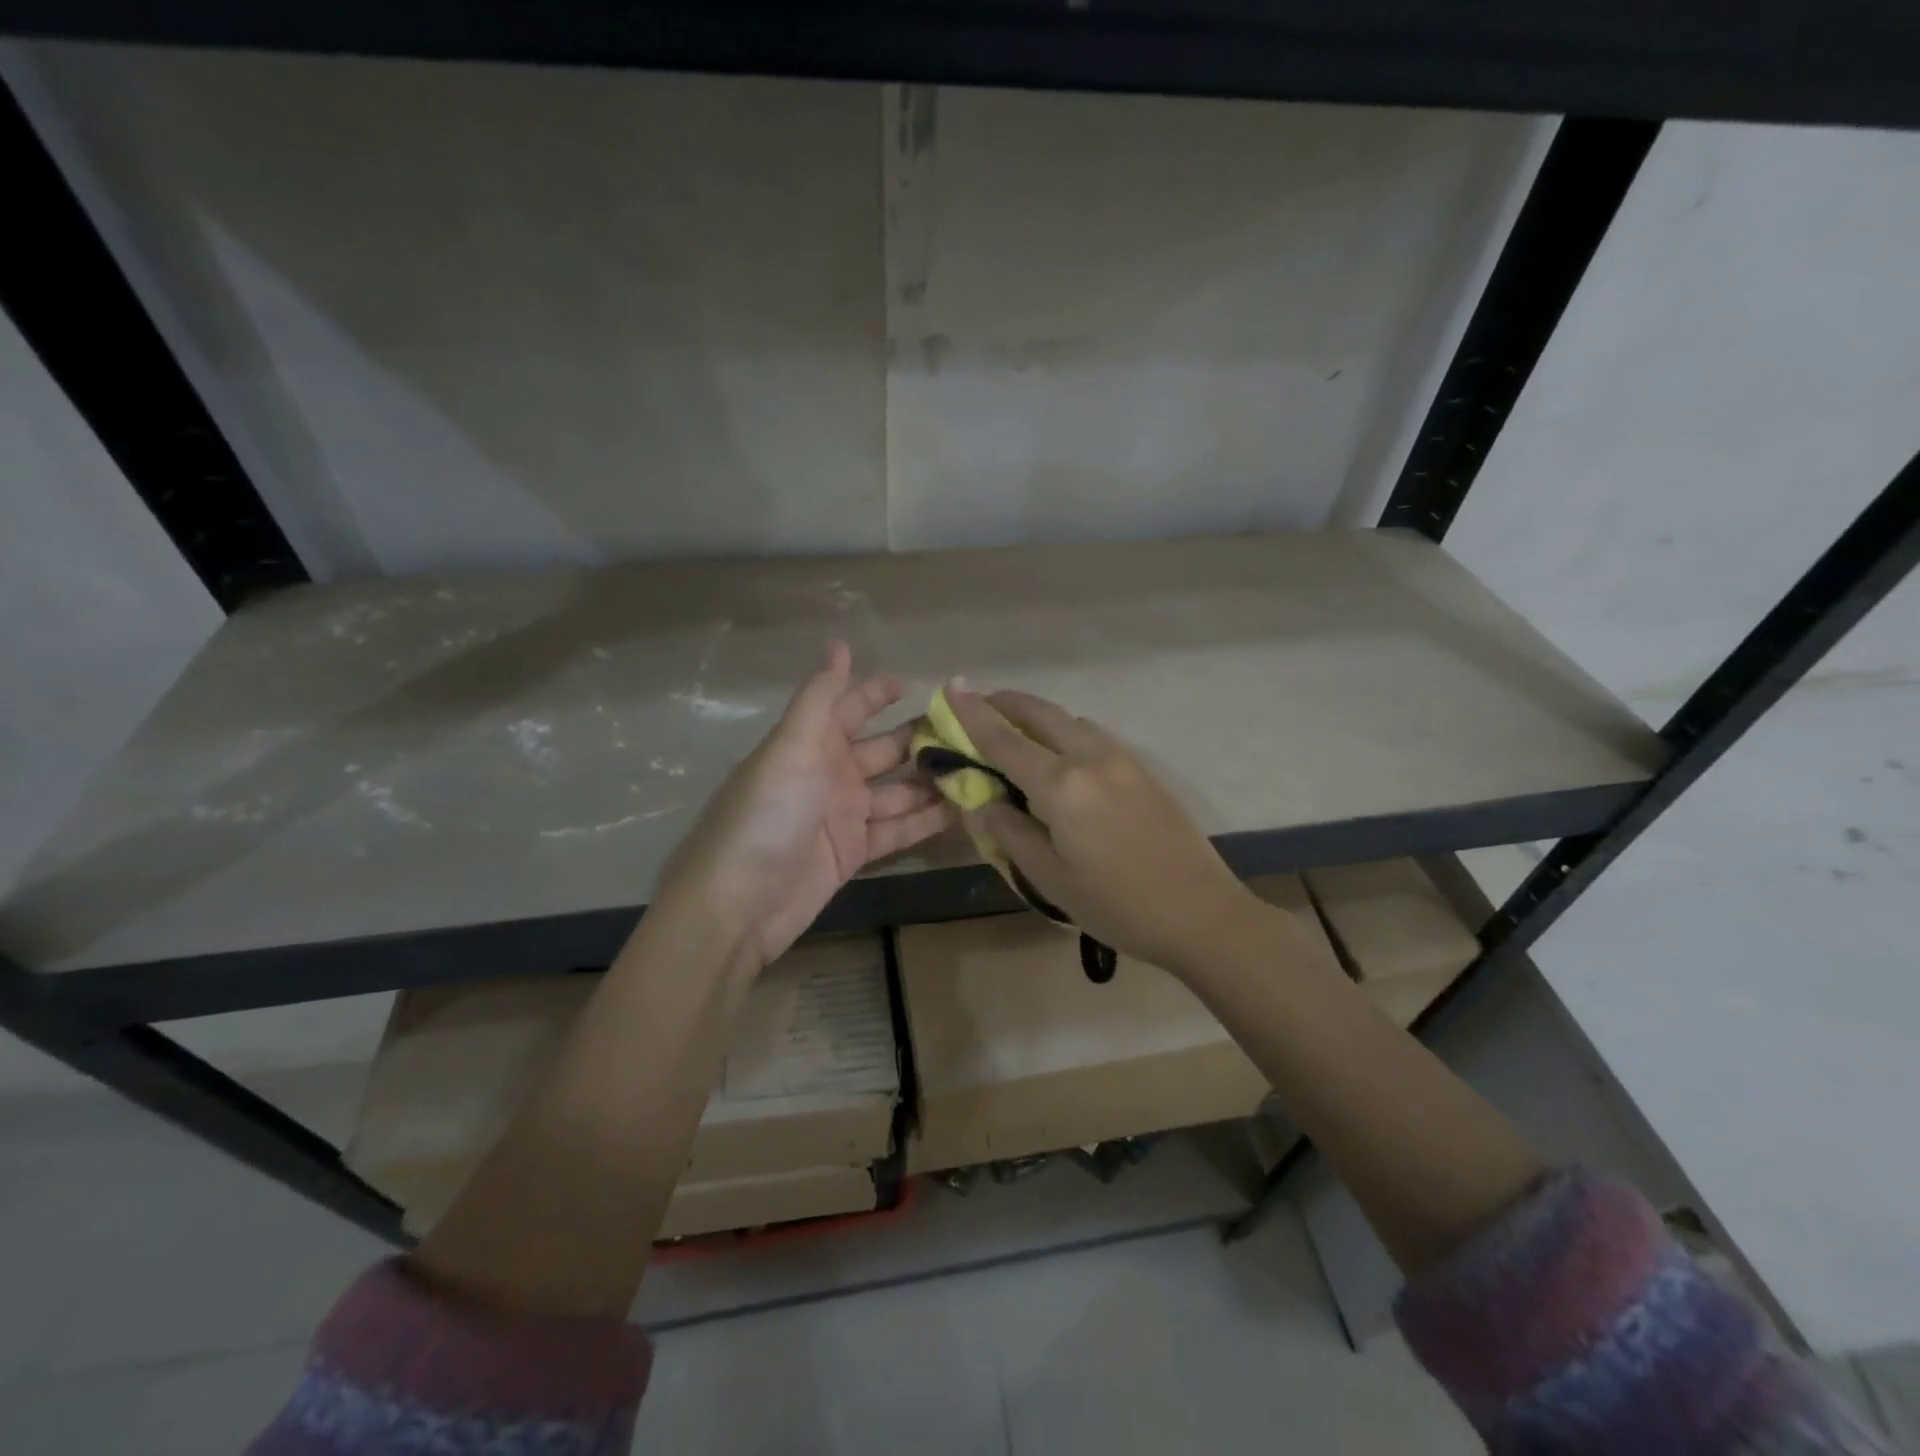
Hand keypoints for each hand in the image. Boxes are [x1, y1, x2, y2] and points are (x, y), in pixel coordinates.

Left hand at [659, 641, 954, 966]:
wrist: (739, 903)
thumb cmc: (766, 814)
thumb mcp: (791, 747)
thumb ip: (820, 698)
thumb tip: (840, 643)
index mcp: (811, 743)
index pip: (851, 707)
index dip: (879, 692)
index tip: (921, 683)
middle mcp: (830, 773)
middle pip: (885, 748)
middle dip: (922, 739)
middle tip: (972, 732)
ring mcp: (844, 814)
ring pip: (899, 790)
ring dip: (934, 781)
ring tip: (981, 771)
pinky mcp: (855, 852)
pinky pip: (899, 829)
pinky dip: (928, 821)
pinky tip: (965, 811)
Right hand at [945, 686, 1258, 975]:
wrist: (1201, 913)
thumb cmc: (1117, 905)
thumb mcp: (1050, 878)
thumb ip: (1010, 832)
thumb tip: (984, 801)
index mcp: (1061, 785)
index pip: (1004, 739)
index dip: (972, 713)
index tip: (950, 686)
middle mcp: (1090, 757)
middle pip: (1040, 713)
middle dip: (1004, 703)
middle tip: (977, 705)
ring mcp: (1122, 759)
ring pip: (1069, 720)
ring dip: (1036, 716)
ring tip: (1014, 733)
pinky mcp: (1142, 769)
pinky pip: (1092, 735)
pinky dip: (1064, 731)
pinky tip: (1059, 756)